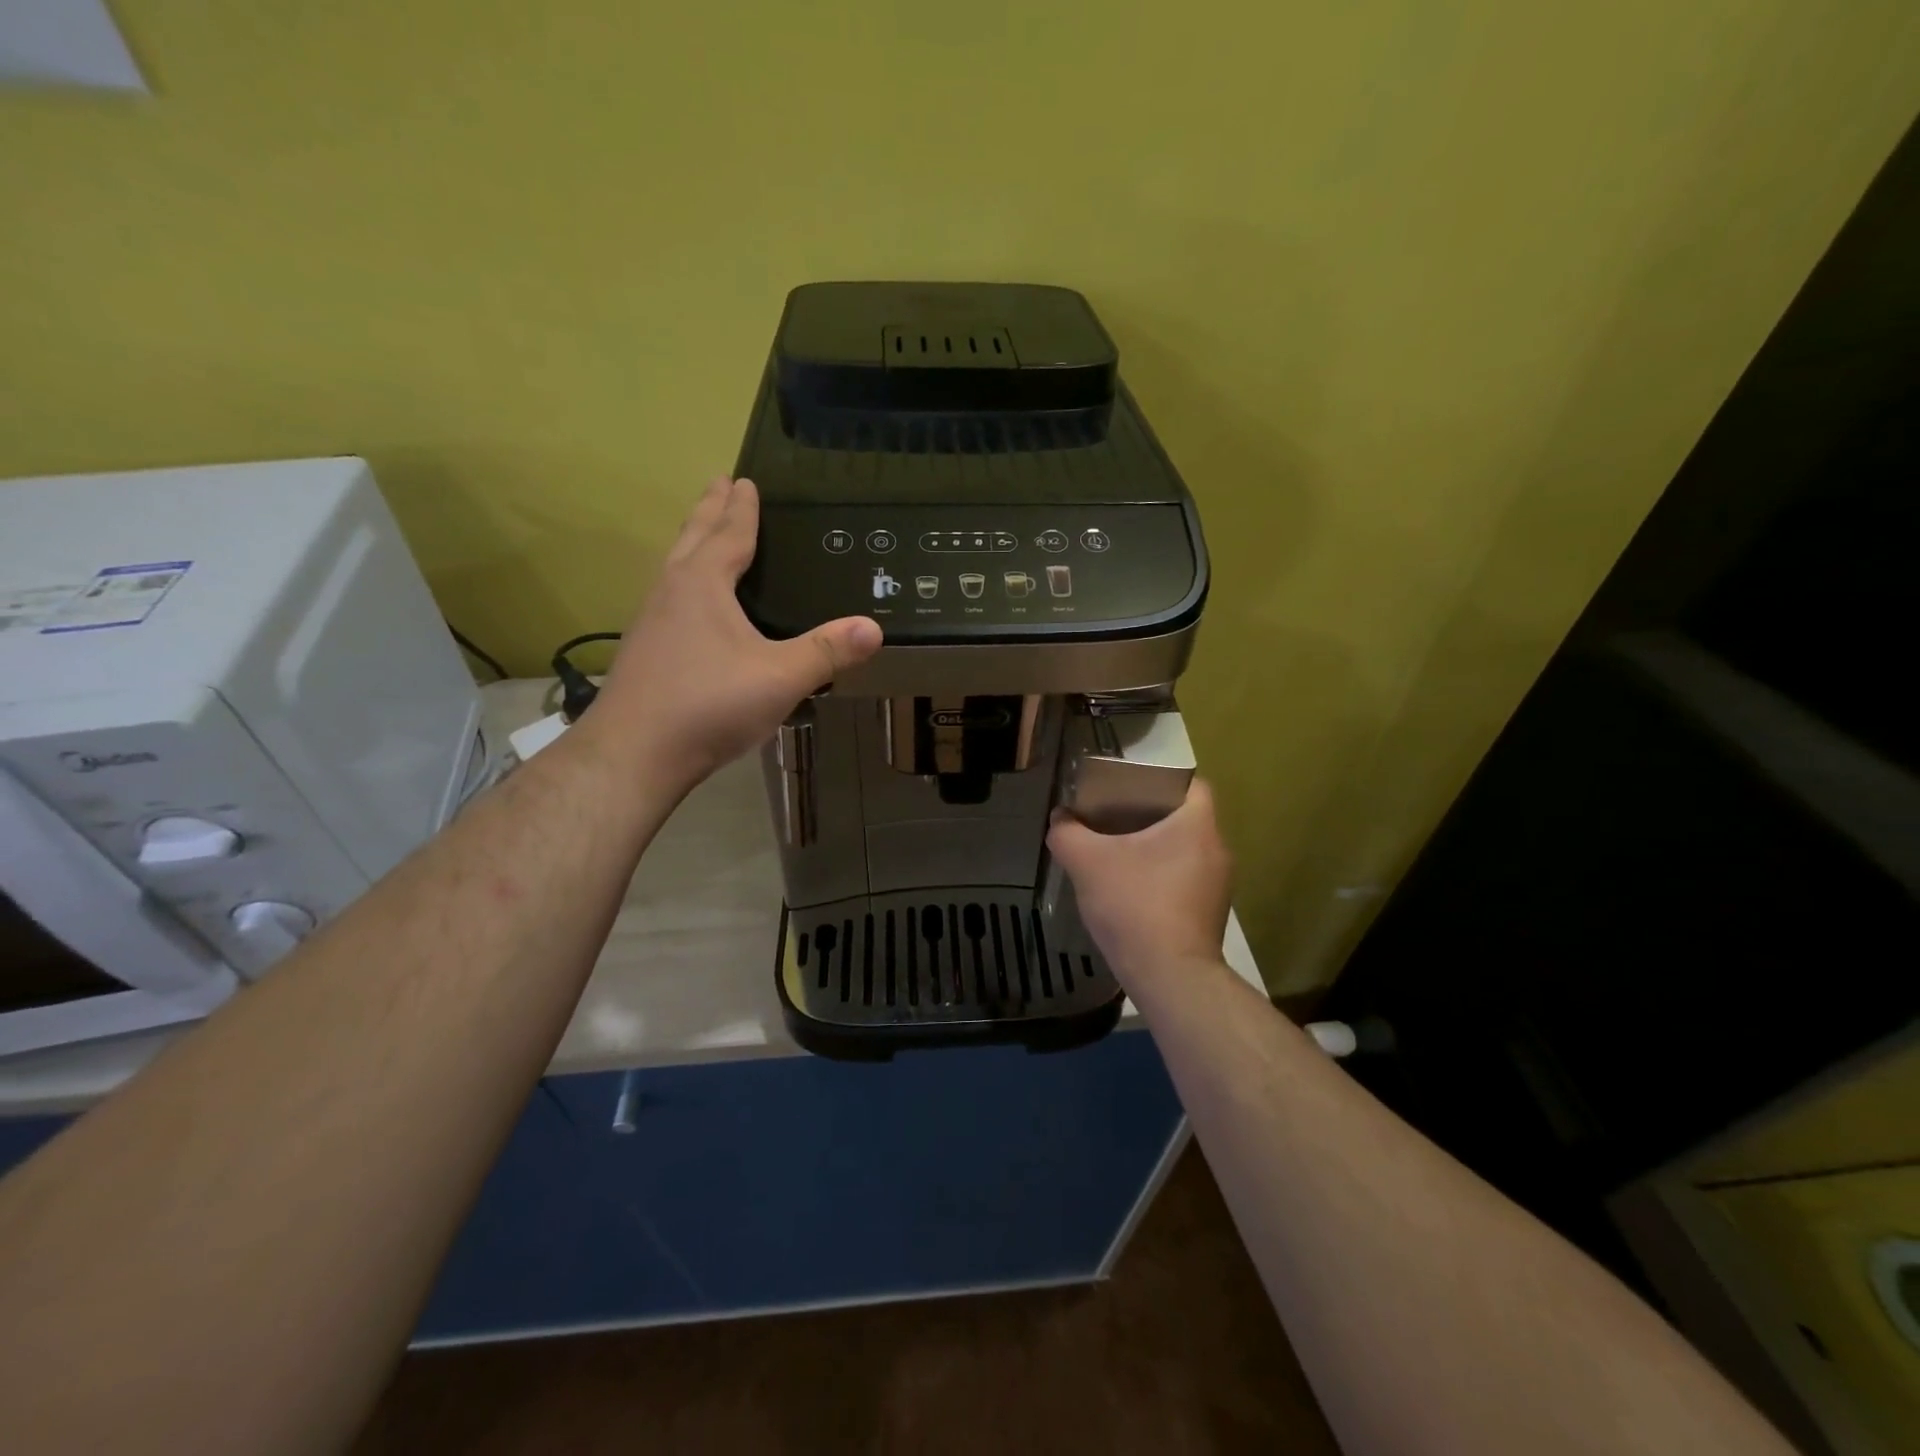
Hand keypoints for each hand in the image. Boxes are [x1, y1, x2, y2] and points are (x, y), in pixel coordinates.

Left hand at [587, 477, 881, 790]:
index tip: (743, 480)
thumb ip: (827, 651)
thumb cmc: (709, 704)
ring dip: (691, 544)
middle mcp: (670, 592)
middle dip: (709, 511)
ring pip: (673, 567)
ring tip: (703, 536)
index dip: (741, 509)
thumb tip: (875, 627)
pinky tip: (691, 608)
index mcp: (702, 584)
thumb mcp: (781, 677)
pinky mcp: (644, 652)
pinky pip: (668, 598)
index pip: (728, 534)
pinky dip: (684, 583)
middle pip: (692, 538)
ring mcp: (650, 621)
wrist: (634, 754)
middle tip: (718, 484)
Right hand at [1047, 779, 1232, 994]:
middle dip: (1148, 817)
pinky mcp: (1210, 915)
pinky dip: (1160, 879)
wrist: (1170, 977)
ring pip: (1183, 851)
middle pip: (1183, 819)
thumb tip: (1060, 819)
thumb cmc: (1135, 906)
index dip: (1159, 780)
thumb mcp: (1087, 862)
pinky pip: (1184, 881)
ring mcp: (1218, 886)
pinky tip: (1130, 893)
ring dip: (1153, 851)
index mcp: (1197, 825)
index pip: (1191, 784)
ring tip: (1116, 856)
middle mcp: (1217, 850)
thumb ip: (1067, 833)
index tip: (1128, 790)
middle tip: (1112, 820)